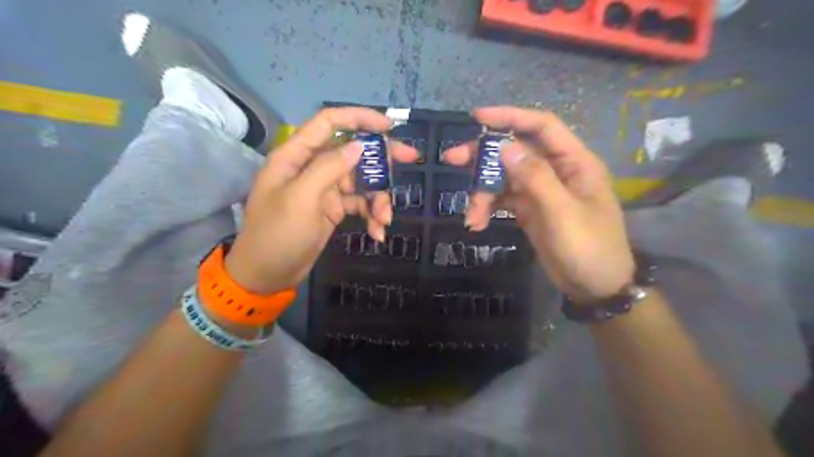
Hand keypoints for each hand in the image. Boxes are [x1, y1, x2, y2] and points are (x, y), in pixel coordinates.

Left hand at [224, 105, 418, 292]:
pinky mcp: (334, 208)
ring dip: (378, 198)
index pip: (329, 122)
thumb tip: (358, 145)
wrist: (268, 274)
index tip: (389, 126)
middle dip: (382, 157)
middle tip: (411, 158)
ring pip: (361, 180)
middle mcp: (312, 167)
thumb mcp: (301, 198)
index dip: (359, 118)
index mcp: (297, 155)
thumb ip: (329, 167)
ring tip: (384, 219)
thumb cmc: (277, 234)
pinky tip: (377, 231)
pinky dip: (371, 215)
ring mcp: (325, 188)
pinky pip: (359, 203)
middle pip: (353, 151)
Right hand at [444, 106, 634, 300]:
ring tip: (471, 216)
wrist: (595, 287)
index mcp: (574, 163)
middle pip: (515, 151)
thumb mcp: (562, 213)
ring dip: (483, 193)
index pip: (541, 127)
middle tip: (452, 159)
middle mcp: (556, 171)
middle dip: (484, 156)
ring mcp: (541, 191)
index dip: (510, 117)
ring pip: (504, 178)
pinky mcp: (530, 209)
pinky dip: (489, 208)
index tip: (477, 118)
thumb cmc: (588, 248)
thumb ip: (535, 177)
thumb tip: (505, 147)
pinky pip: (504, 199)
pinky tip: (477, 223)